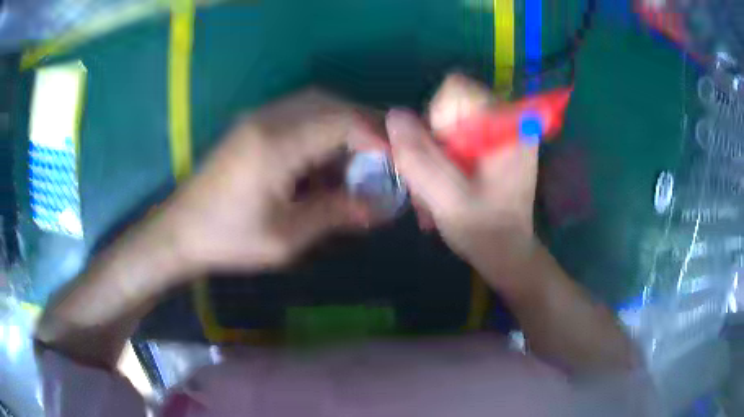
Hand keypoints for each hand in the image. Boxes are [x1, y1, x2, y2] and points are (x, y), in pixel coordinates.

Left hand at [154, 89, 374, 273]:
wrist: (180, 231)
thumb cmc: (228, 239)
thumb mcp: (286, 237)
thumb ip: (335, 214)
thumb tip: (379, 208)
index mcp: (275, 145)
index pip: (341, 120)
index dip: (375, 135)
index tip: (396, 161)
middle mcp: (268, 119)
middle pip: (331, 104)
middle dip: (364, 126)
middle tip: (383, 157)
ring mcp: (257, 118)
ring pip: (315, 104)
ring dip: (343, 126)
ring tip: (357, 160)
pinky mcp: (252, 125)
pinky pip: (298, 114)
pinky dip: (321, 130)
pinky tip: (324, 160)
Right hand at [387, 74, 537, 289]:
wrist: (508, 253)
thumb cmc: (484, 232)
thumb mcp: (446, 198)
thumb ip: (418, 157)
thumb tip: (394, 115)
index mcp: (507, 127)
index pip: (457, 90)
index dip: (436, 118)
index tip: (440, 154)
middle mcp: (509, 120)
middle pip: (451, 105)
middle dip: (432, 140)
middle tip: (433, 179)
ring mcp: (503, 131)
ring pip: (450, 121)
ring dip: (435, 152)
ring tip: (436, 189)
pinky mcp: (495, 142)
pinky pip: (457, 134)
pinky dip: (444, 157)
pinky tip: (444, 185)